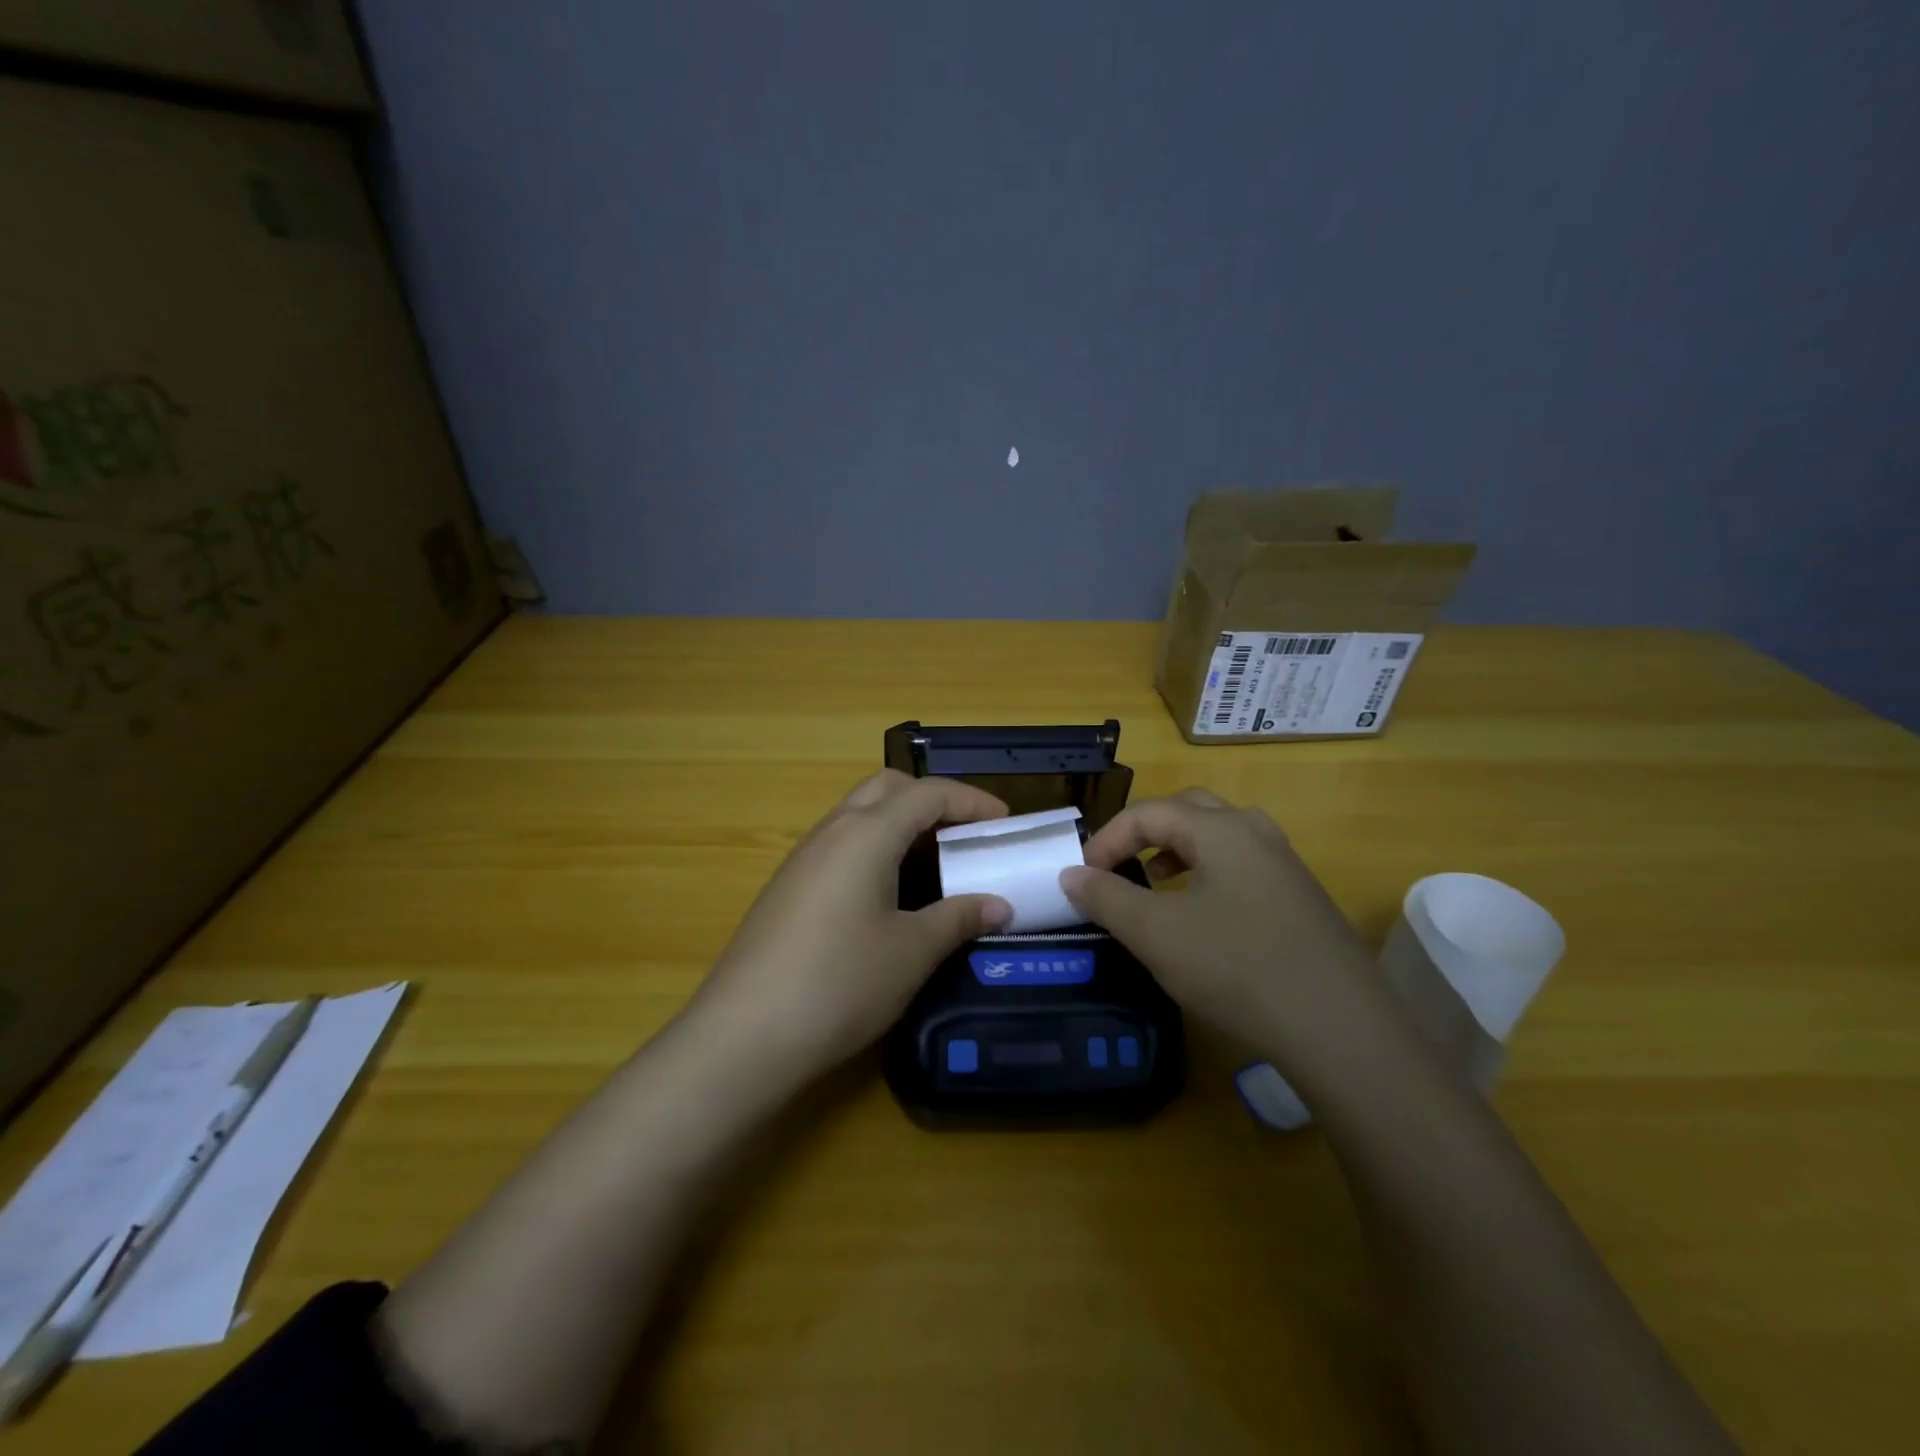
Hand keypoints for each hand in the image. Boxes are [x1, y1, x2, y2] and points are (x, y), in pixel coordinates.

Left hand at [686, 770, 1011, 1086]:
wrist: (744, 1034)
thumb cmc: (840, 983)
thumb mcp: (912, 952)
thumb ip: (958, 918)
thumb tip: (998, 905)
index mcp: (867, 833)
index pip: (928, 794)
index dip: (973, 801)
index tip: (1006, 823)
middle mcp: (832, 830)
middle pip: (888, 788)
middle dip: (932, 800)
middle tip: (966, 834)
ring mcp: (804, 857)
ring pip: (860, 814)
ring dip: (902, 824)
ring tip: (935, 864)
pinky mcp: (789, 886)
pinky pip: (842, 844)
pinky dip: (876, 849)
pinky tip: (890, 894)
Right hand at [1059, 789, 1401, 1077]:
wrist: (1340, 1028)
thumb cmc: (1236, 967)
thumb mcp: (1155, 934)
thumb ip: (1106, 898)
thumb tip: (1071, 874)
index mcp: (1221, 829)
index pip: (1148, 812)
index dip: (1107, 839)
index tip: (1082, 877)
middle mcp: (1256, 832)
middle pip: (1188, 810)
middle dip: (1144, 832)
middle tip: (1118, 865)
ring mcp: (1285, 864)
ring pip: (1218, 836)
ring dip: (1176, 850)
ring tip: (1154, 883)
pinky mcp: (1301, 898)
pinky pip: (1241, 865)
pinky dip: (1207, 873)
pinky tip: (1200, 915)